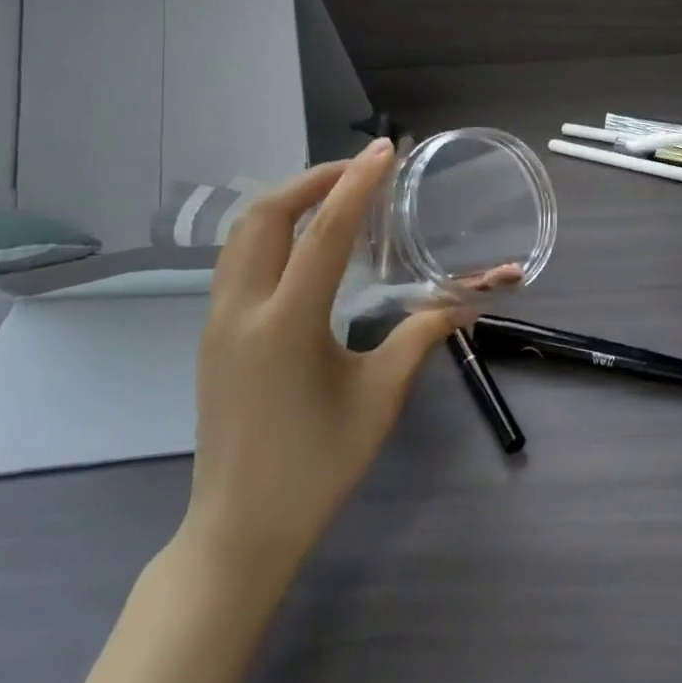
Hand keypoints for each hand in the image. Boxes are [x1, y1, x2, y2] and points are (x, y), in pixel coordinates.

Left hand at [176, 139, 461, 593]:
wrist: (238, 531)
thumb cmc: (317, 467)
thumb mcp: (379, 398)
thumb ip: (422, 337)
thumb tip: (469, 302)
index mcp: (285, 326)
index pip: (323, 233)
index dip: (356, 184)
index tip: (384, 150)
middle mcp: (241, 312)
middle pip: (264, 216)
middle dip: (312, 179)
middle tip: (360, 170)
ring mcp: (217, 323)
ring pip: (241, 234)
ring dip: (287, 202)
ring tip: (335, 195)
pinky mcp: (213, 336)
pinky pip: (237, 260)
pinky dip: (272, 231)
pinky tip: (307, 245)